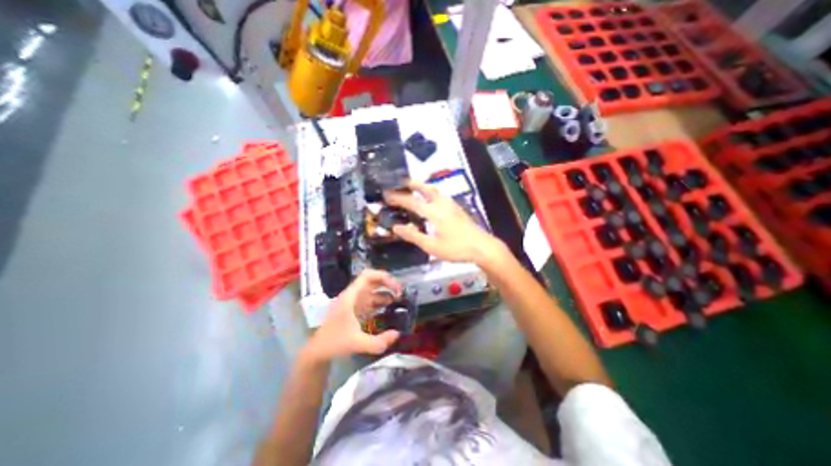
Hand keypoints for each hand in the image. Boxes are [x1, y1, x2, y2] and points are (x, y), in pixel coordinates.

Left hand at [305, 270, 402, 363]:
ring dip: (386, 293)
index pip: (367, 276)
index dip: (383, 277)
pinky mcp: (356, 310)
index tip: (396, 287)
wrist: (317, 352)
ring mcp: (354, 302)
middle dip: (387, 284)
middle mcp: (353, 296)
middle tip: (400, 293)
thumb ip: (378, 342)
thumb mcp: (357, 344)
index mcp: (350, 297)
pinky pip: (371, 301)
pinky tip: (389, 309)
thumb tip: (397, 334)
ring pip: (373, 291)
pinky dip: (381, 302)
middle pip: (372, 281)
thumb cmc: (334, 343)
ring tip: (399, 302)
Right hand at [384, 180, 505, 264]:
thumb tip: (396, 227)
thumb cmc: (456, 249)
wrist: (482, 247)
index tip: (386, 195)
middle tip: (400, 182)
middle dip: (411, 183)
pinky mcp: (457, 208)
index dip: (397, 198)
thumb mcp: (432, 246)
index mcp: (434, 212)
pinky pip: (441, 195)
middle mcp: (442, 204)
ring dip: (422, 186)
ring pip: (434, 190)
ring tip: (413, 188)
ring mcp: (451, 204)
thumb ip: (413, 236)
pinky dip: (431, 193)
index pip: (411, 202)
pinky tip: (431, 200)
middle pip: (425, 188)